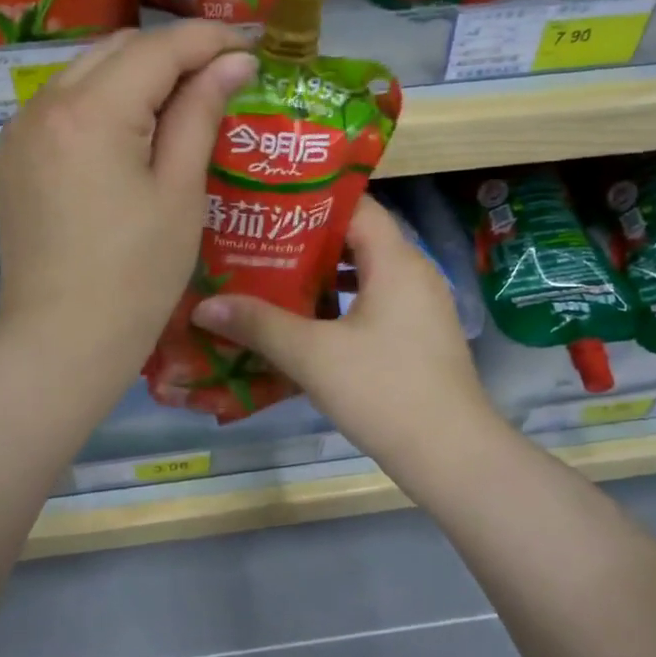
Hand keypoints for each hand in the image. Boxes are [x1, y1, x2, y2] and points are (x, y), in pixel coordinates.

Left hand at [0, 23, 256, 381]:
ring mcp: (20, 130)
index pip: (157, 48)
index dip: (209, 40)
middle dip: (172, 54)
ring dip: (136, 75)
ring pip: (86, 72)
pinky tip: (132, 132)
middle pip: (117, 49)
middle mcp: (43, 104)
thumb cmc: (136, 275)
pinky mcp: (12, 157)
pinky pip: (63, 105)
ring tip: (182, 103)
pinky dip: (102, 102)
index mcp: (90, 111)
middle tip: (222, 78)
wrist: (60, 340)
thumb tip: (234, 61)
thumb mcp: (179, 192)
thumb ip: (201, 115)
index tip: (251, 47)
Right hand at [190, 196, 505, 488]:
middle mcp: (414, 274)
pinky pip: (375, 304)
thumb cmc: (383, 390)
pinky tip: (306, 325)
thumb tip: (204, 305)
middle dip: (307, 242)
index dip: (312, 201)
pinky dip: (341, 306)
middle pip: (358, 239)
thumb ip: (258, 325)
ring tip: (274, 280)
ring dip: (323, 278)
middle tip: (259, 244)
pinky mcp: (419, 338)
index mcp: (396, 261)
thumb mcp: (313, 355)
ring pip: (366, 275)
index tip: (268, 207)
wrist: (451, 455)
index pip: (356, 206)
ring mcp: (421, 307)